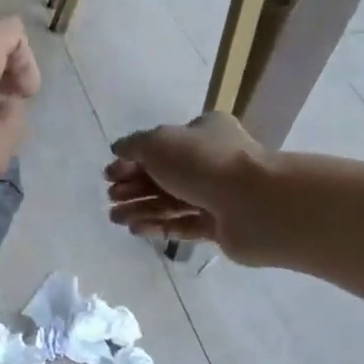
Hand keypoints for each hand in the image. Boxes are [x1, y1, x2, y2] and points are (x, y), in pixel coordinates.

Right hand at [105, 113, 275, 260]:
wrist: (254, 203)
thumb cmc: (204, 163)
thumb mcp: (159, 142)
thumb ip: (134, 145)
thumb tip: (119, 150)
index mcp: (203, 133)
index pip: (161, 145)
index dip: (131, 160)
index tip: (109, 175)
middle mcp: (211, 161)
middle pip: (163, 175)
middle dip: (133, 187)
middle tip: (111, 198)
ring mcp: (217, 195)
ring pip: (170, 202)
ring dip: (140, 209)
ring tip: (116, 219)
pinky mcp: (219, 225)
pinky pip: (183, 225)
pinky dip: (159, 226)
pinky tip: (137, 230)